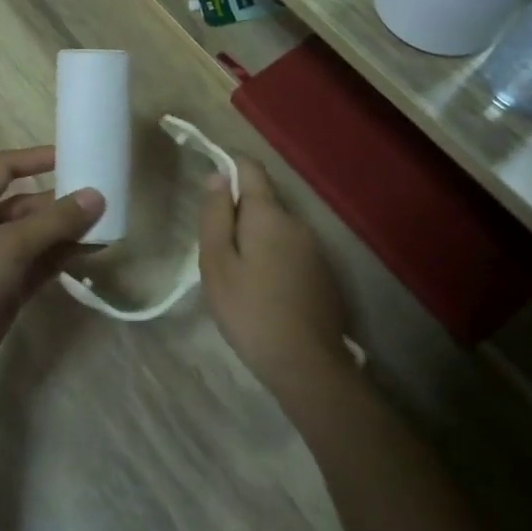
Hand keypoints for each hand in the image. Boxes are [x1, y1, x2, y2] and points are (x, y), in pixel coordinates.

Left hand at [0, 146, 103, 390]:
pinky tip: (91, 254)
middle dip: (62, 201)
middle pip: (28, 204)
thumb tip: (96, 195)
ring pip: (39, 237)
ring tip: (107, 227)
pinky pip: (42, 265)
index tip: (70, 156)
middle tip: (104, 199)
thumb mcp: (10, 245)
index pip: (4, 168)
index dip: (34, 158)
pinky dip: (64, 258)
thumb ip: (55, 221)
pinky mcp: (9, 290)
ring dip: (68, 231)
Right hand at [198, 156, 350, 394]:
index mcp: (269, 214)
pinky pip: (290, 250)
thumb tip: (217, 176)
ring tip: (237, 278)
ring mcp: (314, 247)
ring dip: (255, 239)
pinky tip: (263, 292)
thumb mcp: (217, 263)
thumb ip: (215, 215)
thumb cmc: (250, 311)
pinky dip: (272, 258)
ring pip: (276, 228)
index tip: (209, 189)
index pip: (250, 168)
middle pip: (262, 200)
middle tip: (216, 252)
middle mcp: (297, 221)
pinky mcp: (322, 272)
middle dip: (237, 214)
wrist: (306, 363)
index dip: (228, 167)